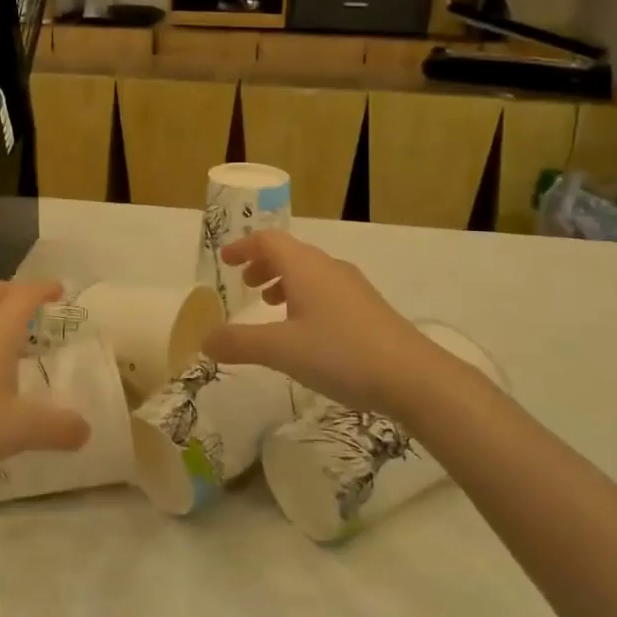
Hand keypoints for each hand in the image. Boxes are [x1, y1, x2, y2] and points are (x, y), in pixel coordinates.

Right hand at [201, 231, 451, 419]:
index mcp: (305, 266)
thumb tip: (204, 339)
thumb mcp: (281, 350)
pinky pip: (326, 290)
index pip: (268, 240)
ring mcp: (352, 287)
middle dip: (263, 265)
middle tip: (246, 285)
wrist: (412, 375)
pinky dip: (305, 297)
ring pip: (310, 272)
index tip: (225, 261)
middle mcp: (328, 267)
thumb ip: (239, 343)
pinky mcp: (368, 308)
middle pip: (290, 253)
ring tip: (270, 306)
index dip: (243, 247)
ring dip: (285, 282)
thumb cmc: (340, 353)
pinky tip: (305, 330)